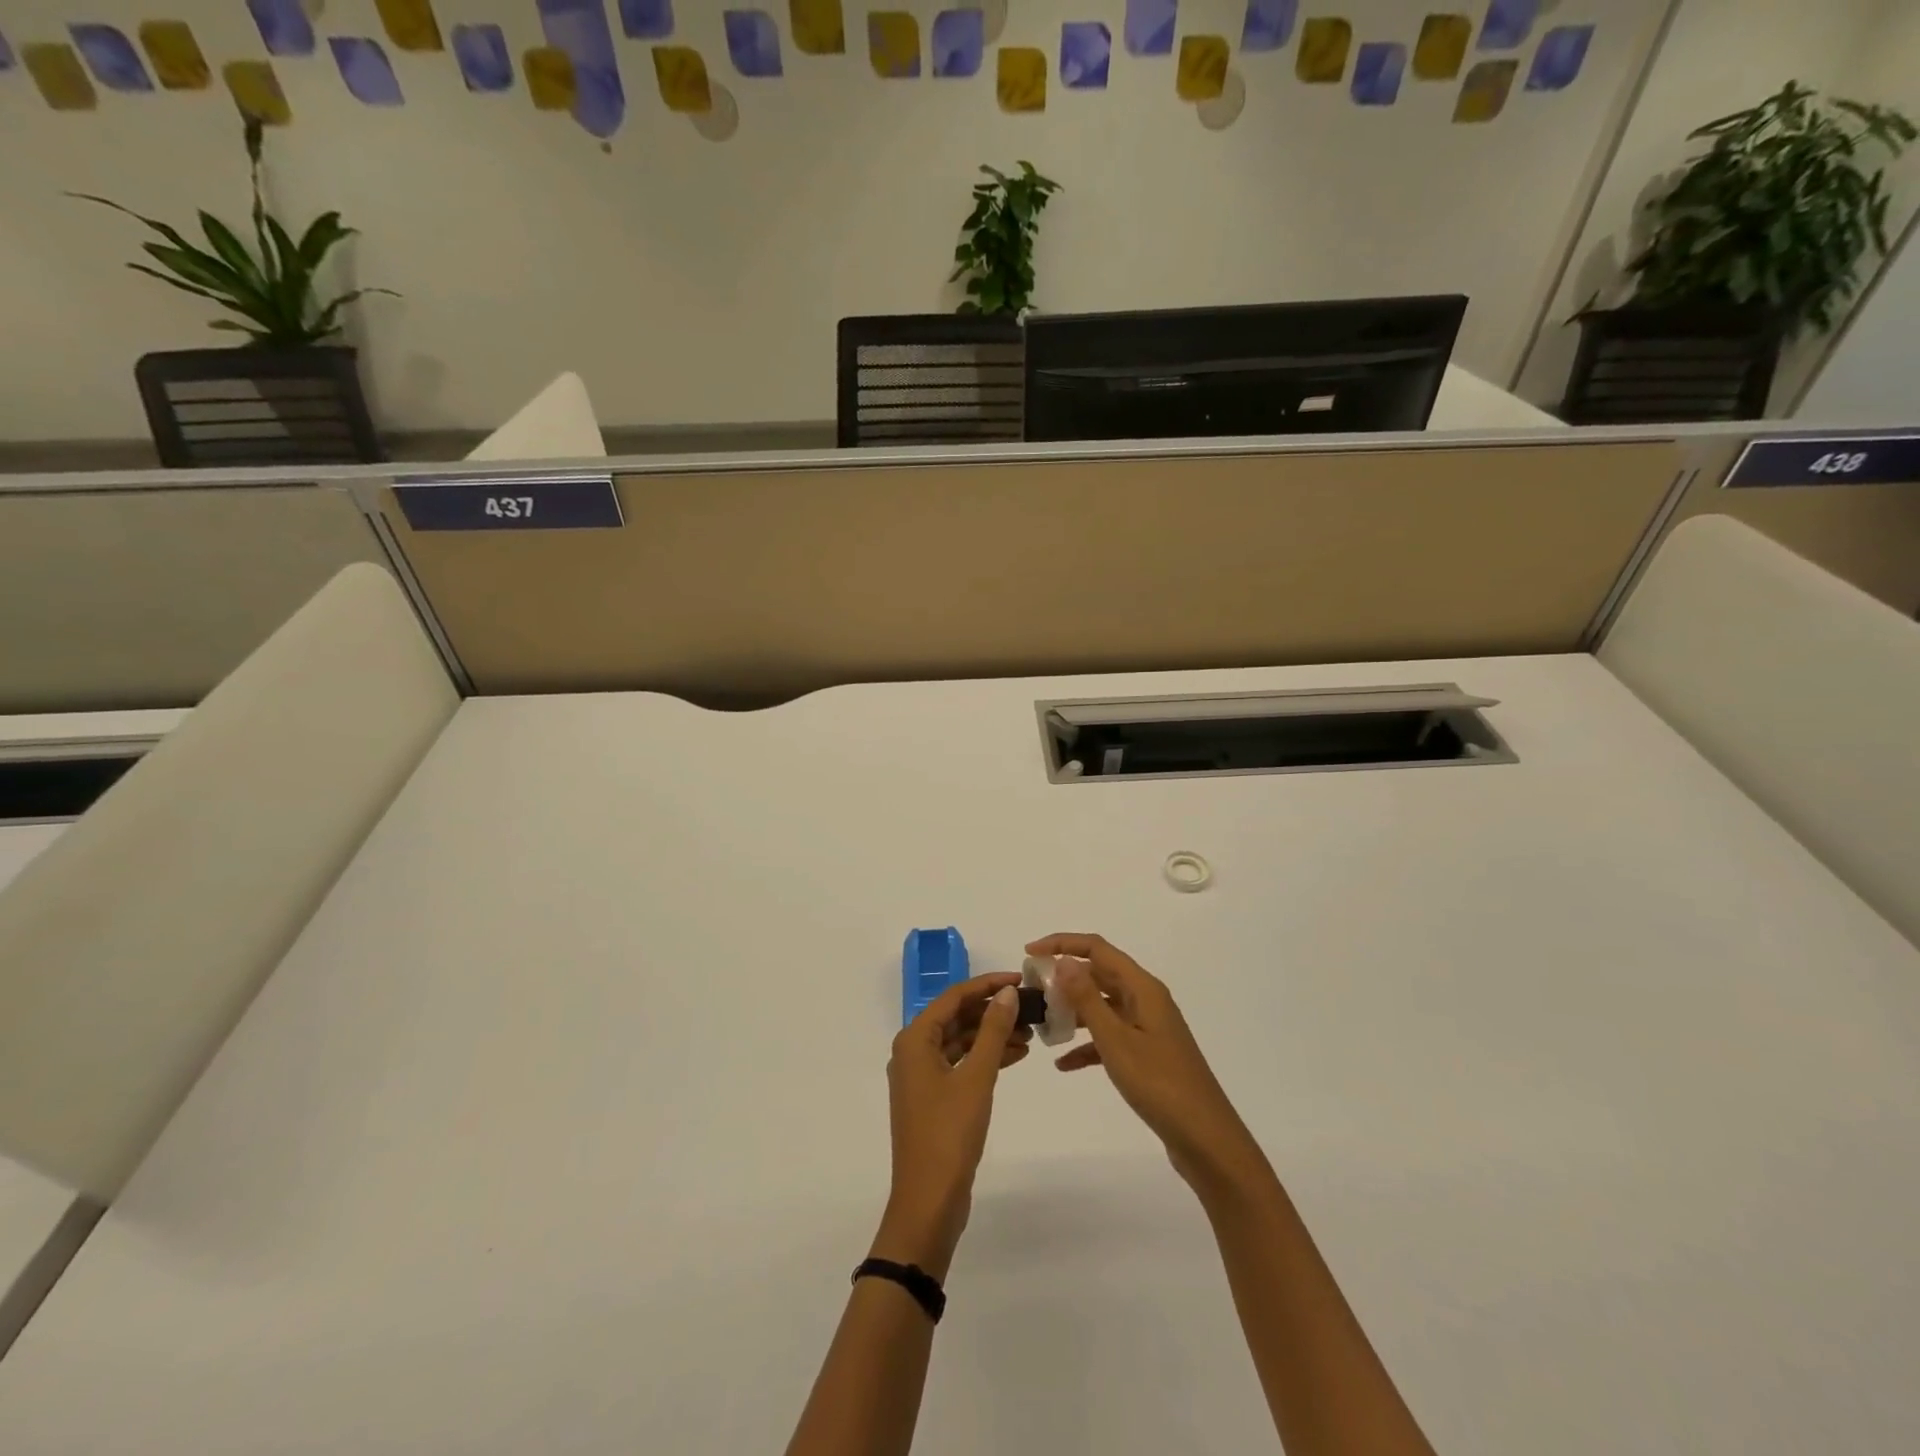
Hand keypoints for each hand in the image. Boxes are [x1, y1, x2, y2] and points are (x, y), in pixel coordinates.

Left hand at [874, 973, 1029, 1278]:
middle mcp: (913, 1051)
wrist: (928, 1202)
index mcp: (914, 1040)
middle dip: (993, 1011)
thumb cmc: (949, 1133)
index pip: (954, 996)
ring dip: (992, 1035)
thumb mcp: (977, 1077)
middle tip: (1030, 1007)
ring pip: (961, 1041)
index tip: (1021, 980)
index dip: (988, 985)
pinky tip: (1016, 1056)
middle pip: (957, 1016)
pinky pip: (961, 1064)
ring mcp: (922, 1076)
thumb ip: (993, 1030)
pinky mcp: (934, 1098)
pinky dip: (986, 1058)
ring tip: (1031, 1033)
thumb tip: (1008, 992)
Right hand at [1030, 933, 1267, 1192]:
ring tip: (1042, 1023)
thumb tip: (1063, 961)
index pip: (1098, 948)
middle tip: (1032, 991)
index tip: (1029, 953)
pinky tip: (1063, 1064)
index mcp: (1143, 988)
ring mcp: (1148, 1027)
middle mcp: (1146, 1000)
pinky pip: (1110, 1037)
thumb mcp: (1116, 1040)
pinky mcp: (1148, 1054)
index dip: (1062, 943)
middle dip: (1065, 978)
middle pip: (1100, 974)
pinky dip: (1087, 1045)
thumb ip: (1087, 999)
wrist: (1206, 1140)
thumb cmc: (1160, 1084)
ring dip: (1073, 1011)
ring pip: (1103, 1006)